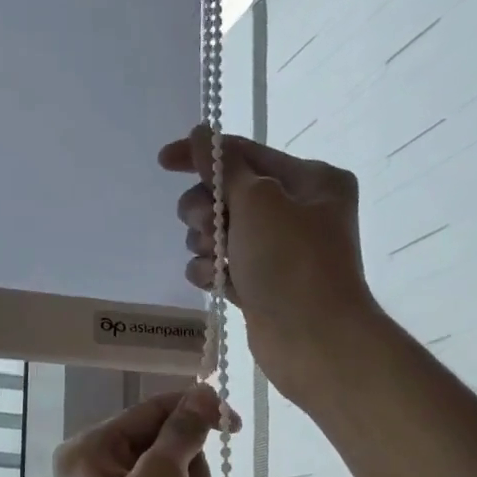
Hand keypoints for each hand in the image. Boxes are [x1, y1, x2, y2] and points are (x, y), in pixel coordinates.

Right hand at [158, 126, 378, 400]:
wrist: (313, 341)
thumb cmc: (291, 263)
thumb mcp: (258, 201)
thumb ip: (224, 167)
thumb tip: (200, 135)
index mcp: (311, 180)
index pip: (246, 154)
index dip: (202, 155)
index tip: (163, 161)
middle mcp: (297, 212)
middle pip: (229, 195)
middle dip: (207, 208)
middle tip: (205, 224)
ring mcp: (278, 253)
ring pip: (221, 233)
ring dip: (206, 242)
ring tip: (215, 259)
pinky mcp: (261, 287)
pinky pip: (224, 267)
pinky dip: (212, 271)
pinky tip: (212, 281)